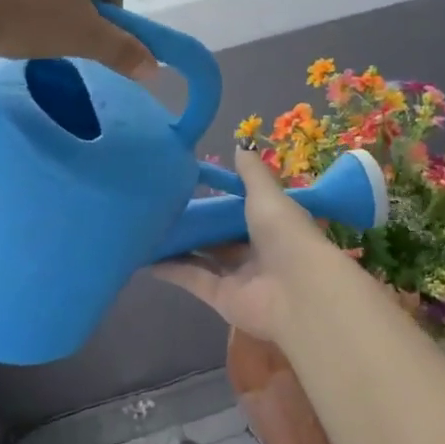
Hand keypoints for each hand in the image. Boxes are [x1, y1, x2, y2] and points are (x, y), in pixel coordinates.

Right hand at [150, 146, 325, 341]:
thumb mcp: (267, 195)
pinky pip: (193, 280)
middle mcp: (256, 250)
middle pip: (220, 236)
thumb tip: (240, 145)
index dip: (220, 200)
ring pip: (204, 257)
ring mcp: (238, 276)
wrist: (297, 291)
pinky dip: (171, 270)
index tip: (191, 185)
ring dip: (180, 245)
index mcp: (272, 224)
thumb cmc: (285, 234)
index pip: (243, 210)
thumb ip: (251, 173)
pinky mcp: (221, 298)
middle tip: (162, 206)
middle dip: (197, 223)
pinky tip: (146, 258)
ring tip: (148, 229)